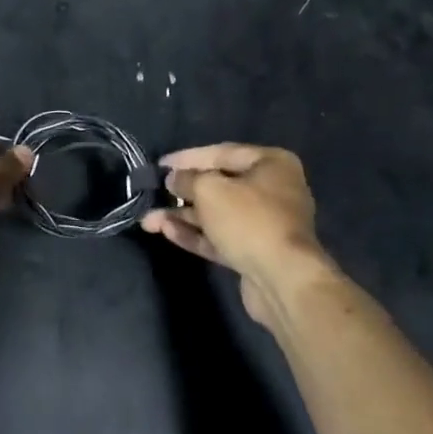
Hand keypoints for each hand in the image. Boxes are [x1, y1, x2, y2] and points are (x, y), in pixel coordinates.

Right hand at [142, 143, 329, 327]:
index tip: (160, 164)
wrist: (283, 281)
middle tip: (153, 194)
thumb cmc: (249, 220)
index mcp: (271, 164)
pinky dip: (196, 235)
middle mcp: (272, 189)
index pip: (222, 153)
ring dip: (183, 216)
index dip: (187, 158)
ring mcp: (265, 224)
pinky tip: (167, 232)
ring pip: (216, 214)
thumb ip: (187, 179)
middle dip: (182, 192)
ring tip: (149, 220)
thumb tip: (173, 179)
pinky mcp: (256, 252)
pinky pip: (221, 237)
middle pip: (219, 185)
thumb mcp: (210, 189)